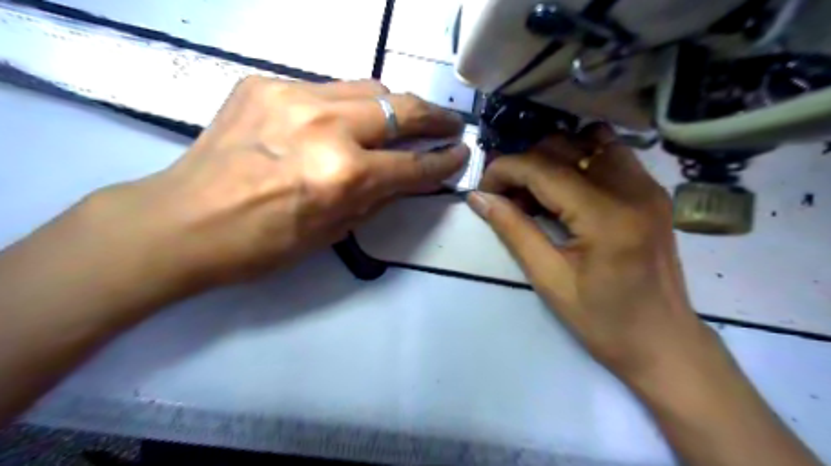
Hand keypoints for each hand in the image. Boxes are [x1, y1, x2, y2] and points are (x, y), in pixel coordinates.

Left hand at [91, 78, 465, 288]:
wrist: (182, 221)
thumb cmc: (262, 244)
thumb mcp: (332, 231)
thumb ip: (377, 197)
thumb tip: (408, 176)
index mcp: (343, 175)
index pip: (413, 164)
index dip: (444, 162)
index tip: (461, 154)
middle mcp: (326, 127)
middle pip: (402, 108)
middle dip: (435, 117)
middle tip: (450, 124)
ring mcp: (294, 97)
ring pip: (369, 87)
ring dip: (395, 106)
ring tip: (404, 120)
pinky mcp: (266, 84)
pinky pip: (328, 88)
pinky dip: (349, 104)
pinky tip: (346, 121)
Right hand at [466, 123, 713, 382]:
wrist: (663, 342)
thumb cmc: (603, 321)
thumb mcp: (549, 279)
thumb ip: (513, 230)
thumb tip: (478, 198)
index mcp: (605, 216)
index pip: (542, 168)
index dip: (503, 170)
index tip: (483, 190)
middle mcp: (631, 188)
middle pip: (563, 146)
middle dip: (524, 163)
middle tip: (507, 197)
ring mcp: (647, 185)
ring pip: (588, 139)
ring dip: (553, 157)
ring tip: (537, 190)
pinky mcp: (652, 190)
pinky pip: (609, 152)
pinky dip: (579, 159)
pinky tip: (567, 189)